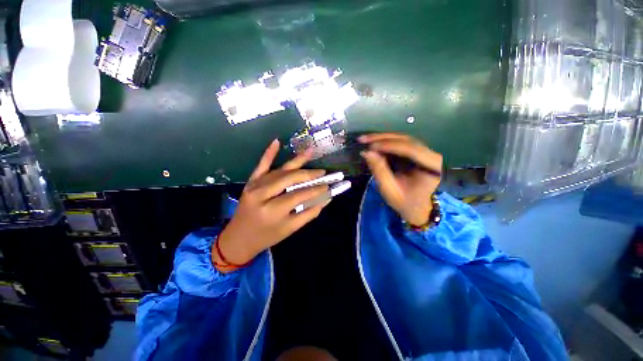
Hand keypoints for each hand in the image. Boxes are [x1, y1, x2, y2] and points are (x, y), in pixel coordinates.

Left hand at [214, 140, 329, 271]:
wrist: (238, 238)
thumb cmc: (267, 236)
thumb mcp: (290, 229)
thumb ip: (310, 213)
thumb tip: (327, 198)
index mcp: (273, 210)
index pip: (300, 195)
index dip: (316, 189)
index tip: (328, 186)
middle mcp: (262, 194)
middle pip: (290, 179)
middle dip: (309, 174)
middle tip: (323, 172)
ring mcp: (255, 185)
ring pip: (280, 171)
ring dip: (297, 161)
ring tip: (311, 151)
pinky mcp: (251, 182)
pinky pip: (261, 165)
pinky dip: (269, 153)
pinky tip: (277, 142)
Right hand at [359, 133, 442, 226]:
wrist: (419, 209)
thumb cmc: (406, 203)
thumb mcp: (390, 191)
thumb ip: (379, 171)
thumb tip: (367, 152)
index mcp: (432, 167)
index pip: (410, 149)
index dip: (389, 145)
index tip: (370, 146)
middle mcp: (431, 155)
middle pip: (406, 140)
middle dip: (383, 138)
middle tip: (364, 139)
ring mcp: (425, 153)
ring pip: (403, 139)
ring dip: (383, 138)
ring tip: (366, 140)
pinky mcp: (417, 154)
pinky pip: (401, 144)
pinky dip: (386, 143)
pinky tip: (374, 144)